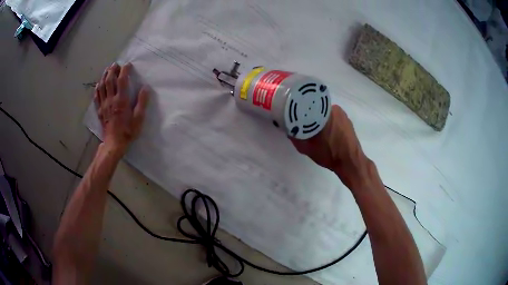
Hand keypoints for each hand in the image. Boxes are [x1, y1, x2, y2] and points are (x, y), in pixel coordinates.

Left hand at [95, 63, 148, 153]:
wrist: (114, 144)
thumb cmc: (128, 131)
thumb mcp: (139, 119)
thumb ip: (142, 103)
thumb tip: (145, 88)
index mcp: (121, 100)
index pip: (122, 80)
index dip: (125, 70)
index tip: (128, 64)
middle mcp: (111, 100)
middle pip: (110, 80)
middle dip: (112, 70)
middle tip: (115, 64)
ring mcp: (103, 105)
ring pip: (102, 86)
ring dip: (104, 76)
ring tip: (107, 70)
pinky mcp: (99, 110)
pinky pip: (96, 96)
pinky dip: (97, 88)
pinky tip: (99, 84)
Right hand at [290, 105, 368, 188]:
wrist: (350, 162)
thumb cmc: (329, 154)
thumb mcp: (306, 148)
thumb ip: (294, 136)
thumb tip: (288, 128)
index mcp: (324, 111)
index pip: (308, 103)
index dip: (300, 108)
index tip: (294, 114)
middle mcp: (334, 108)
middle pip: (316, 107)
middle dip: (310, 114)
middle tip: (303, 124)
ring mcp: (343, 114)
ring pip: (325, 113)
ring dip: (320, 119)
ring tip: (315, 130)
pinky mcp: (348, 121)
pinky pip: (334, 117)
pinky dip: (328, 122)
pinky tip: (326, 133)